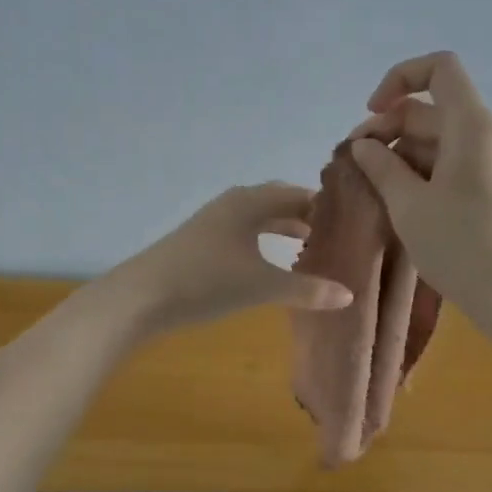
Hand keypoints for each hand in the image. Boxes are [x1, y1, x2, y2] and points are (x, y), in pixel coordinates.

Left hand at [103, 183, 354, 334]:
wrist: (141, 296)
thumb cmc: (208, 281)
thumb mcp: (262, 286)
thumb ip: (306, 290)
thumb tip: (349, 295)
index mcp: (250, 202)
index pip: (298, 194)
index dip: (324, 206)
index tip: (350, 220)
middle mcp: (232, 203)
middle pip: (276, 202)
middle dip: (304, 216)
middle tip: (333, 235)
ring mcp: (212, 222)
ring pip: (257, 218)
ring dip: (281, 229)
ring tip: (306, 248)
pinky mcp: (198, 243)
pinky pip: (241, 233)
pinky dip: (261, 242)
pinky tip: (266, 265)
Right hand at [349, 53, 491, 308]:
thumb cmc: (458, 244)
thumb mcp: (409, 204)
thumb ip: (382, 166)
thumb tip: (364, 144)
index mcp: (470, 126)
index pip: (440, 68)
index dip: (400, 79)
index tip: (373, 113)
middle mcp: (485, 135)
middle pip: (433, 108)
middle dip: (390, 126)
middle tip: (356, 163)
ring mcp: (490, 163)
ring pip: (439, 139)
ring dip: (402, 153)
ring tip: (371, 186)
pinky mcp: (490, 189)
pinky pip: (450, 164)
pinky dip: (421, 171)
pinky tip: (398, 200)